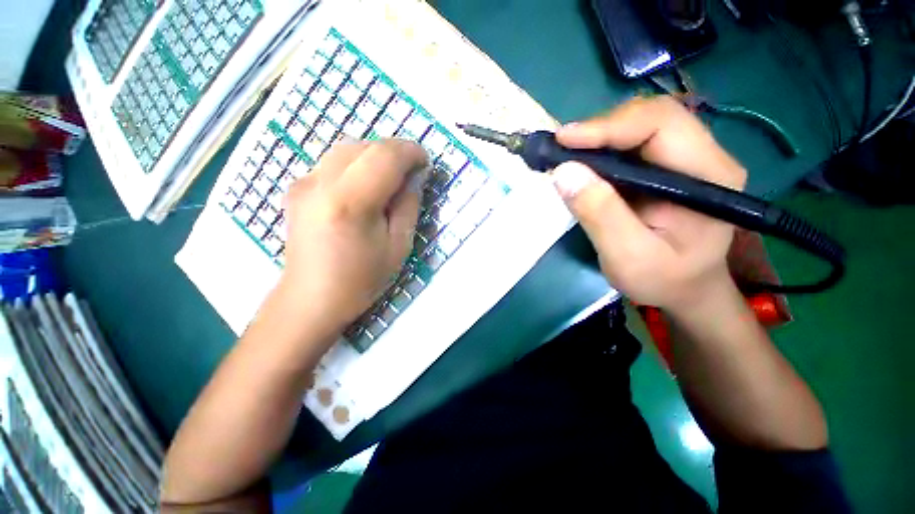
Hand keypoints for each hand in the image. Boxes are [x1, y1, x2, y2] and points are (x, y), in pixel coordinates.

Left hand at [276, 138, 428, 339]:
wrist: (310, 298)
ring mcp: (303, 182)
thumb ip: (408, 205)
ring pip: (347, 148)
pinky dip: (357, 164)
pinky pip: (333, 162)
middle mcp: (320, 183)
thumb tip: (414, 177)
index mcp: (349, 202)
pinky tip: (365, 186)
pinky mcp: (297, 187)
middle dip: (394, 152)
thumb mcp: (398, 246)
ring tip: (391, 178)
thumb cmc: (361, 279)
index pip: (384, 156)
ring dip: (375, 155)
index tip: (425, 162)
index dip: (410, 152)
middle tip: (411, 172)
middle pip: (364, 145)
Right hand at [552, 96, 746, 312]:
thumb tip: (563, 172)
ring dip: (598, 137)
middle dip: (600, 128)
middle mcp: (704, 156)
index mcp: (708, 176)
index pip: (661, 124)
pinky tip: (581, 163)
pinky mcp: (666, 167)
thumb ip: (600, 215)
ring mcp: (686, 159)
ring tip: (566, 155)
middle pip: (651, 117)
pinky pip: (631, 144)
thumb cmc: (663, 280)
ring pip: (639, 126)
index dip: (609, 126)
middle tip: (561, 148)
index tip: (563, 141)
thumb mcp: (628, 257)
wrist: (685, 289)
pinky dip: (600, 149)